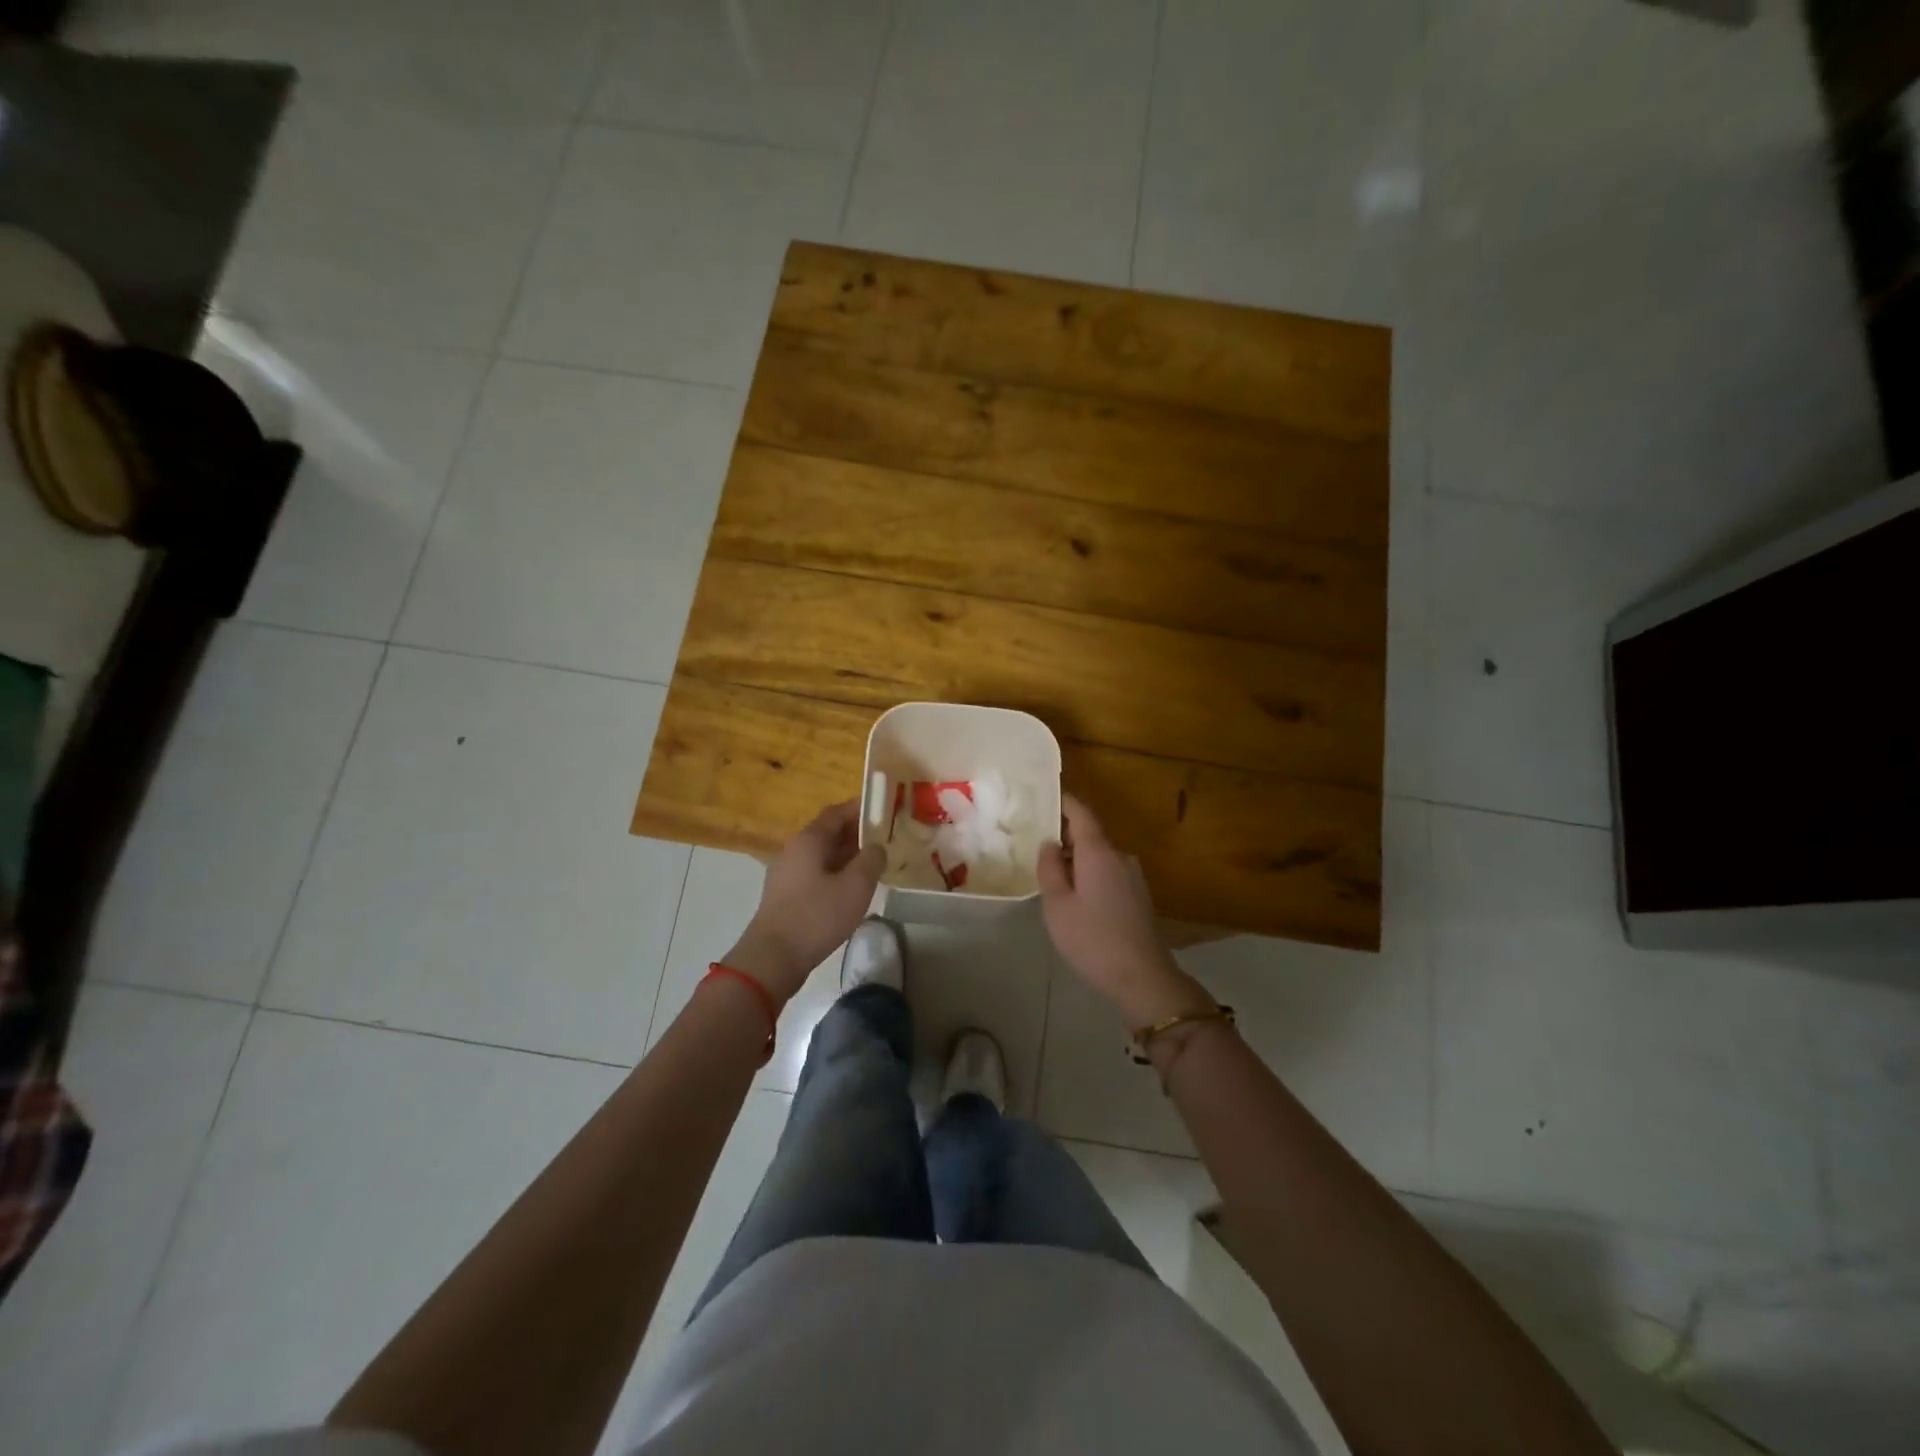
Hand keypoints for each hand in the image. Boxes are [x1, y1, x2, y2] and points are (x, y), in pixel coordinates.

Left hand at [724, 801, 884, 1002]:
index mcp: (809, 840)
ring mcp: (787, 873)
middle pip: (829, 832)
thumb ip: (871, 859)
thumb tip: (876, 847)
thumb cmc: (816, 916)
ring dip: (848, 855)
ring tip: (874, 864)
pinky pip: (816, 873)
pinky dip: (837, 873)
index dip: (861, 808)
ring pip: (823, 855)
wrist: (773, 957)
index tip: (884, 809)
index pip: (837, 812)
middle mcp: (795, 850)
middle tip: (886, 838)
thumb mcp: (856, 886)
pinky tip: (852, 890)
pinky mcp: (786, 895)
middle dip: (857, 832)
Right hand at [1037, 796, 1214, 1027]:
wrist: (1142, 977)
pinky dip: (1091, 876)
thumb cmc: (1092, 939)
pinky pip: (1109, 874)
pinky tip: (1077, 900)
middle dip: (1065, 838)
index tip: (1043, 799)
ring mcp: (1133, 876)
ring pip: (1099, 857)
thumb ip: (1049, 868)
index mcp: (1098, 852)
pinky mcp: (1139, 896)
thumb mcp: (1057, 905)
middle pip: (1090, 835)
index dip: (1063, 803)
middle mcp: (1120, 856)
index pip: (1081, 813)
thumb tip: (1049, 843)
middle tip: (1037, 848)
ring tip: (1053, 879)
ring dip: (1078, 861)